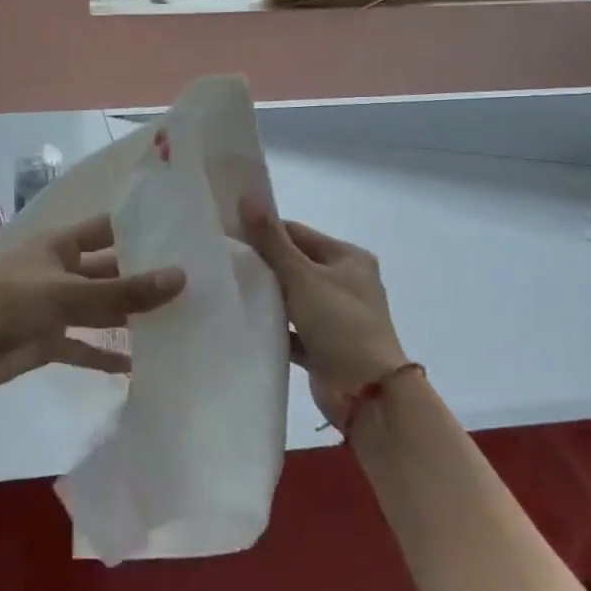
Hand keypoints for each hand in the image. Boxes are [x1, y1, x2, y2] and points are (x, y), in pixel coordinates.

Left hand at [0, 215, 185, 398]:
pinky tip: (139, 366)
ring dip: (129, 317)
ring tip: (177, 323)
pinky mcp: (48, 340)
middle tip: (193, 285)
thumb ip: (122, 290)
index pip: (107, 230)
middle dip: (142, 278)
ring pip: (99, 309)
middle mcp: (61, 271)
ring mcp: (54, 307)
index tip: (182, 235)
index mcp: (60, 245)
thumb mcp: (66, 292)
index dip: (139, 230)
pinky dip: (106, 354)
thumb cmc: (7, 301)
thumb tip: (181, 277)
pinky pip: (84, 346)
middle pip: (108, 271)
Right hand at [241, 200, 406, 421]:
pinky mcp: (324, 344)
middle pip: (294, 263)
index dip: (264, 231)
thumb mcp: (303, 276)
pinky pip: (292, 327)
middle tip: (223, 260)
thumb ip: (272, 240)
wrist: (368, 393)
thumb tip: (246, 197)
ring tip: (227, 287)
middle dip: (262, 263)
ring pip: (292, 296)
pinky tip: (243, 320)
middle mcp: (345, 282)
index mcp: (348, 258)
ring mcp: (335, 315)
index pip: (297, 233)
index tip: (228, 234)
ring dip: (267, 295)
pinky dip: (273, 324)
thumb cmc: (340, 323)